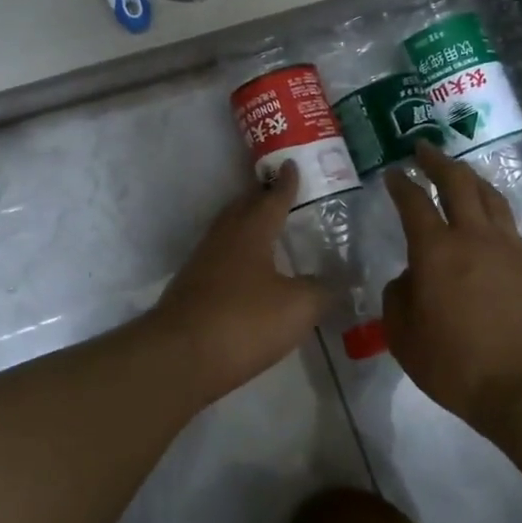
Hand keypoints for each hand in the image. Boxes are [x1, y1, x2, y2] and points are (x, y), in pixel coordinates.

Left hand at [151, 164, 332, 394]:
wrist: (180, 357)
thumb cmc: (244, 321)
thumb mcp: (298, 307)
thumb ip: (322, 290)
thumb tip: (341, 279)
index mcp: (251, 232)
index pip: (272, 199)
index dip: (286, 184)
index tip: (291, 165)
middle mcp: (223, 239)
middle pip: (243, 209)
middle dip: (261, 198)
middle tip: (278, 192)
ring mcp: (202, 263)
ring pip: (228, 233)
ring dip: (246, 225)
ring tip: (265, 229)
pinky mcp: (191, 288)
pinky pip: (220, 258)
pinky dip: (237, 254)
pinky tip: (247, 272)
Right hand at [383, 143, 521, 422]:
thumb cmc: (455, 364)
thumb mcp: (403, 336)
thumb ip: (398, 297)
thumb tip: (410, 278)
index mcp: (436, 251)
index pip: (414, 203)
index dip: (400, 184)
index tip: (392, 172)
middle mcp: (474, 237)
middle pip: (458, 183)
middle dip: (438, 162)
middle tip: (424, 150)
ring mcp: (509, 248)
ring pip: (490, 196)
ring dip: (470, 178)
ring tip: (459, 173)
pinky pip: (508, 223)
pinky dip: (492, 208)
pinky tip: (488, 217)